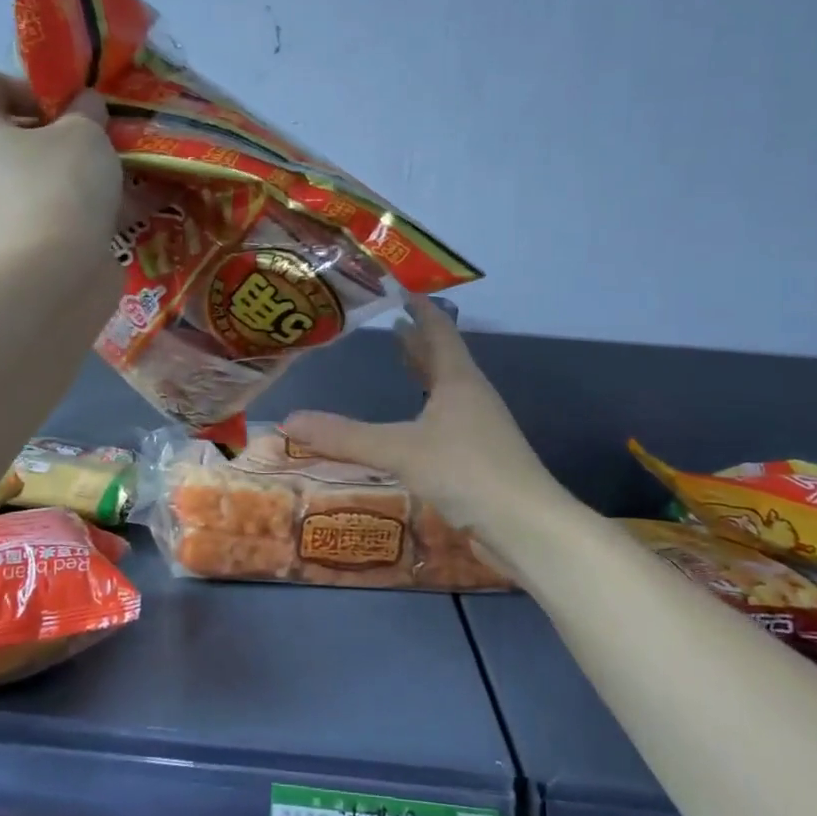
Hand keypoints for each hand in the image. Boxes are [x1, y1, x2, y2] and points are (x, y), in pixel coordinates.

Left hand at [0, 70, 122, 256]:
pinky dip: (89, 208)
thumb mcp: (84, 132)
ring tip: (126, 171)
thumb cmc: (60, 185)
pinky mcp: (22, 244)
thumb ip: (86, 109)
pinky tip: (136, 207)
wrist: (54, 274)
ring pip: (43, 176)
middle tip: (103, 136)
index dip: (32, 83)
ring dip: (82, 171)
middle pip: (18, 133)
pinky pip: (58, 212)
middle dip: (65, 131)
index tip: (72, 102)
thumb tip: (85, 106)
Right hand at [282, 299, 567, 564]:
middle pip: (442, 358)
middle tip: (390, 324)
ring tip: (398, 362)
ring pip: (446, 389)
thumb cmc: (467, 472)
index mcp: (458, 379)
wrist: (528, 528)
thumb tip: (288, 421)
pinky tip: (413, 423)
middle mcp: (471, 396)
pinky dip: (426, 408)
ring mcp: (479, 427)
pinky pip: (447, 419)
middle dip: (417, 341)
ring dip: (423, 373)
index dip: (419, 308)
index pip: (438, 329)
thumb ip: (344, 437)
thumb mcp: (399, 450)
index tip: (399, 288)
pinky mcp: (479, 457)